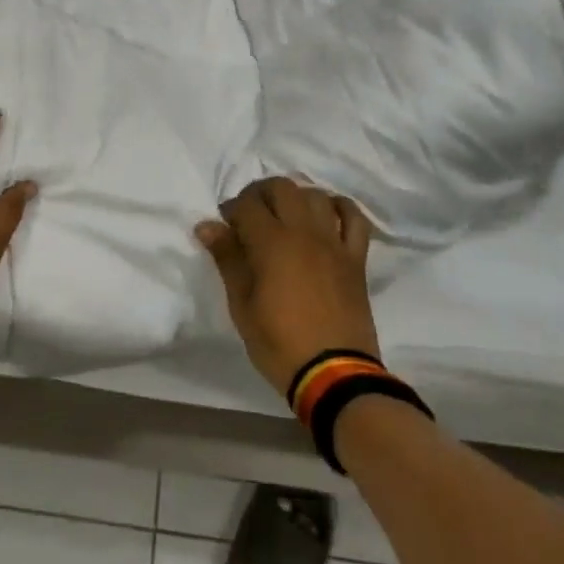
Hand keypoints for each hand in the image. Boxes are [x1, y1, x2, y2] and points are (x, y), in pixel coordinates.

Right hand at [196, 178, 378, 396]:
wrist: (334, 374)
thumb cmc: (279, 342)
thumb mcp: (242, 305)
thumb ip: (228, 259)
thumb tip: (207, 226)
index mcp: (272, 243)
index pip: (246, 205)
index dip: (231, 209)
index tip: (223, 226)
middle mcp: (304, 232)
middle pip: (282, 188)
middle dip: (260, 193)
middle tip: (249, 215)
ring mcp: (334, 243)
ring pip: (316, 196)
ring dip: (296, 197)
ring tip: (284, 215)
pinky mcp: (355, 258)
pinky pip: (355, 219)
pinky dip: (341, 208)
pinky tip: (327, 213)